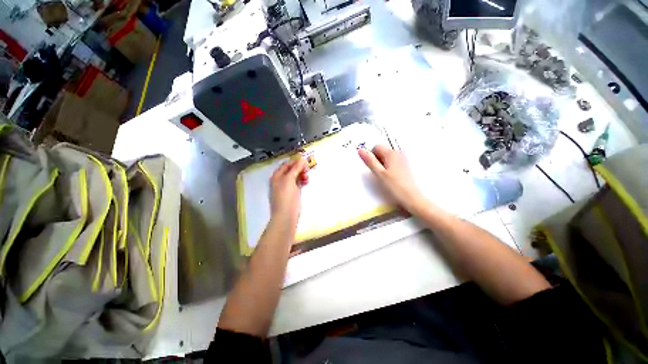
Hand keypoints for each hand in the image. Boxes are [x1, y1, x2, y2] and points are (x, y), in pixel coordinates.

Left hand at [270, 158, 308, 226]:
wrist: (286, 215)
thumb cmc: (286, 196)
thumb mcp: (289, 180)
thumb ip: (295, 169)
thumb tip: (301, 159)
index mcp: (277, 175)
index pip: (287, 164)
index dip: (295, 162)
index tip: (305, 162)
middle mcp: (281, 180)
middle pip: (292, 169)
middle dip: (300, 168)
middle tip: (307, 170)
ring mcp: (287, 186)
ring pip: (296, 176)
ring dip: (302, 174)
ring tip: (306, 178)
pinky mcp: (293, 192)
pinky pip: (298, 183)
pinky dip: (302, 181)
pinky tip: (306, 182)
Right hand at [358, 145, 423, 212]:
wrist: (412, 198)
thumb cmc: (394, 186)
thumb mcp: (379, 174)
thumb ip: (370, 161)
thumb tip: (360, 150)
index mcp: (391, 153)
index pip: (376, 147)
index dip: (371, 156)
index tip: (373, 168)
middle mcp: (398, 153)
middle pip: (382, 151)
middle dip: (377, 160)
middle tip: (379, 173)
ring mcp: (403, 159)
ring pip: (387, 157)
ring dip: (382, 164)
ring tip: (385, 177)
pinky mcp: (405, 166)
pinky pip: (393, 162)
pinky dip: (389, 167)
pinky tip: (391, 177)